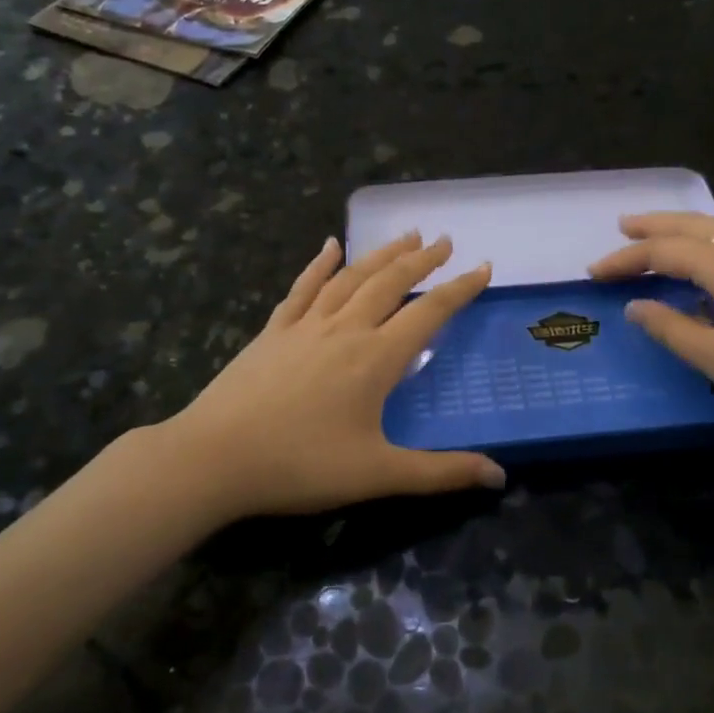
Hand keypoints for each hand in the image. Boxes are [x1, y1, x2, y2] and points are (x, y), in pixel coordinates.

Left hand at [162, 232, 506, 518]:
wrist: (214, 457)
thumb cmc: (300, 466)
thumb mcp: (378, 474)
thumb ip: (441, 473)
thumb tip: (499, 476)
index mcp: (375, 358)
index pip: (429, 312)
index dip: (460, 289)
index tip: (484, 267)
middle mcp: (345, 329)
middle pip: (390, 282)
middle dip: (421, 260)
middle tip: (444, 240)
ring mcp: (306, 326)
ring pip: (351, 277)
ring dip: (381, 254)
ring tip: (405, 236)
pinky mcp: (273, 331)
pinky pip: (303, 288)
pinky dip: (319, 264)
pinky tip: (329, 246)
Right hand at [588, 212, 713, 437]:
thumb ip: (675, 331)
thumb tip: (637, 306)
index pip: (663, 252)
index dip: (625, 260)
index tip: (593, 272)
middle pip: (692, 225)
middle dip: (653, 225)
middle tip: (622, 225)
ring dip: (681, 230)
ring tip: (656, 236)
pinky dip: (707, 243)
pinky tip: (707, 265)